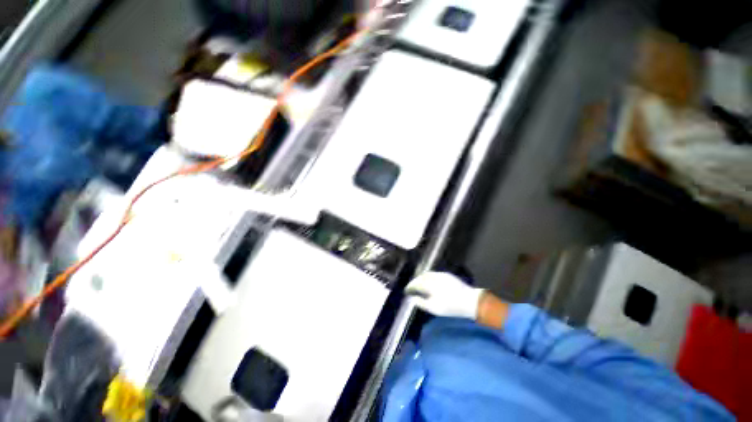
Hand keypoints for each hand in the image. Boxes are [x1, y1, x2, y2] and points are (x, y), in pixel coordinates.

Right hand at [405, 271, 483, 319]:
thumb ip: (421, 302)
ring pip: (427, 274)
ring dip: (421, 278)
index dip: (410, 286)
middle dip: (415, 281)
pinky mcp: (447, 275)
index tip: (407, 290)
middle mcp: (434, 276)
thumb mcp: (434, 308)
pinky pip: (434, 274)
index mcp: (429, 284)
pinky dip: (429, 277)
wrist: (469, 301)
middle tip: (412, 288)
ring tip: (419, 285)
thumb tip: (412, 298)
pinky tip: (430, 283)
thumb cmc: (451, 307)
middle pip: (420, 277)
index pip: (416, 283)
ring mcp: (441, 274)